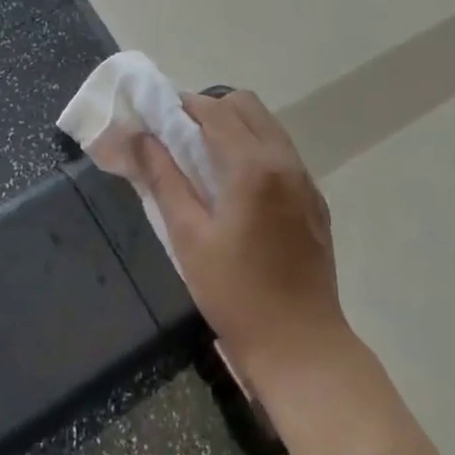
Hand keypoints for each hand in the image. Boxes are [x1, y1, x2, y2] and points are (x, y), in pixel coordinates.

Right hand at [134, 89, 348, 390]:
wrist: (303, 349)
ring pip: (267, 125)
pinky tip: (237, 187)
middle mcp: (285, 161)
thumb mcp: (188, 237)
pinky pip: (282, 152)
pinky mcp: (315, 200)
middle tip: (182, 138)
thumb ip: (164, 178)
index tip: (158, 120)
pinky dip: (256, 148)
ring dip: (235, 126)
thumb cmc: (236, 295)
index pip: (216, 110)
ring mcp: (306, 180)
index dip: (184, 106)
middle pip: (246, 105)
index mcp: (253, 167)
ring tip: (206, 160)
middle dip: (211, 109)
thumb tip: (139, 137)